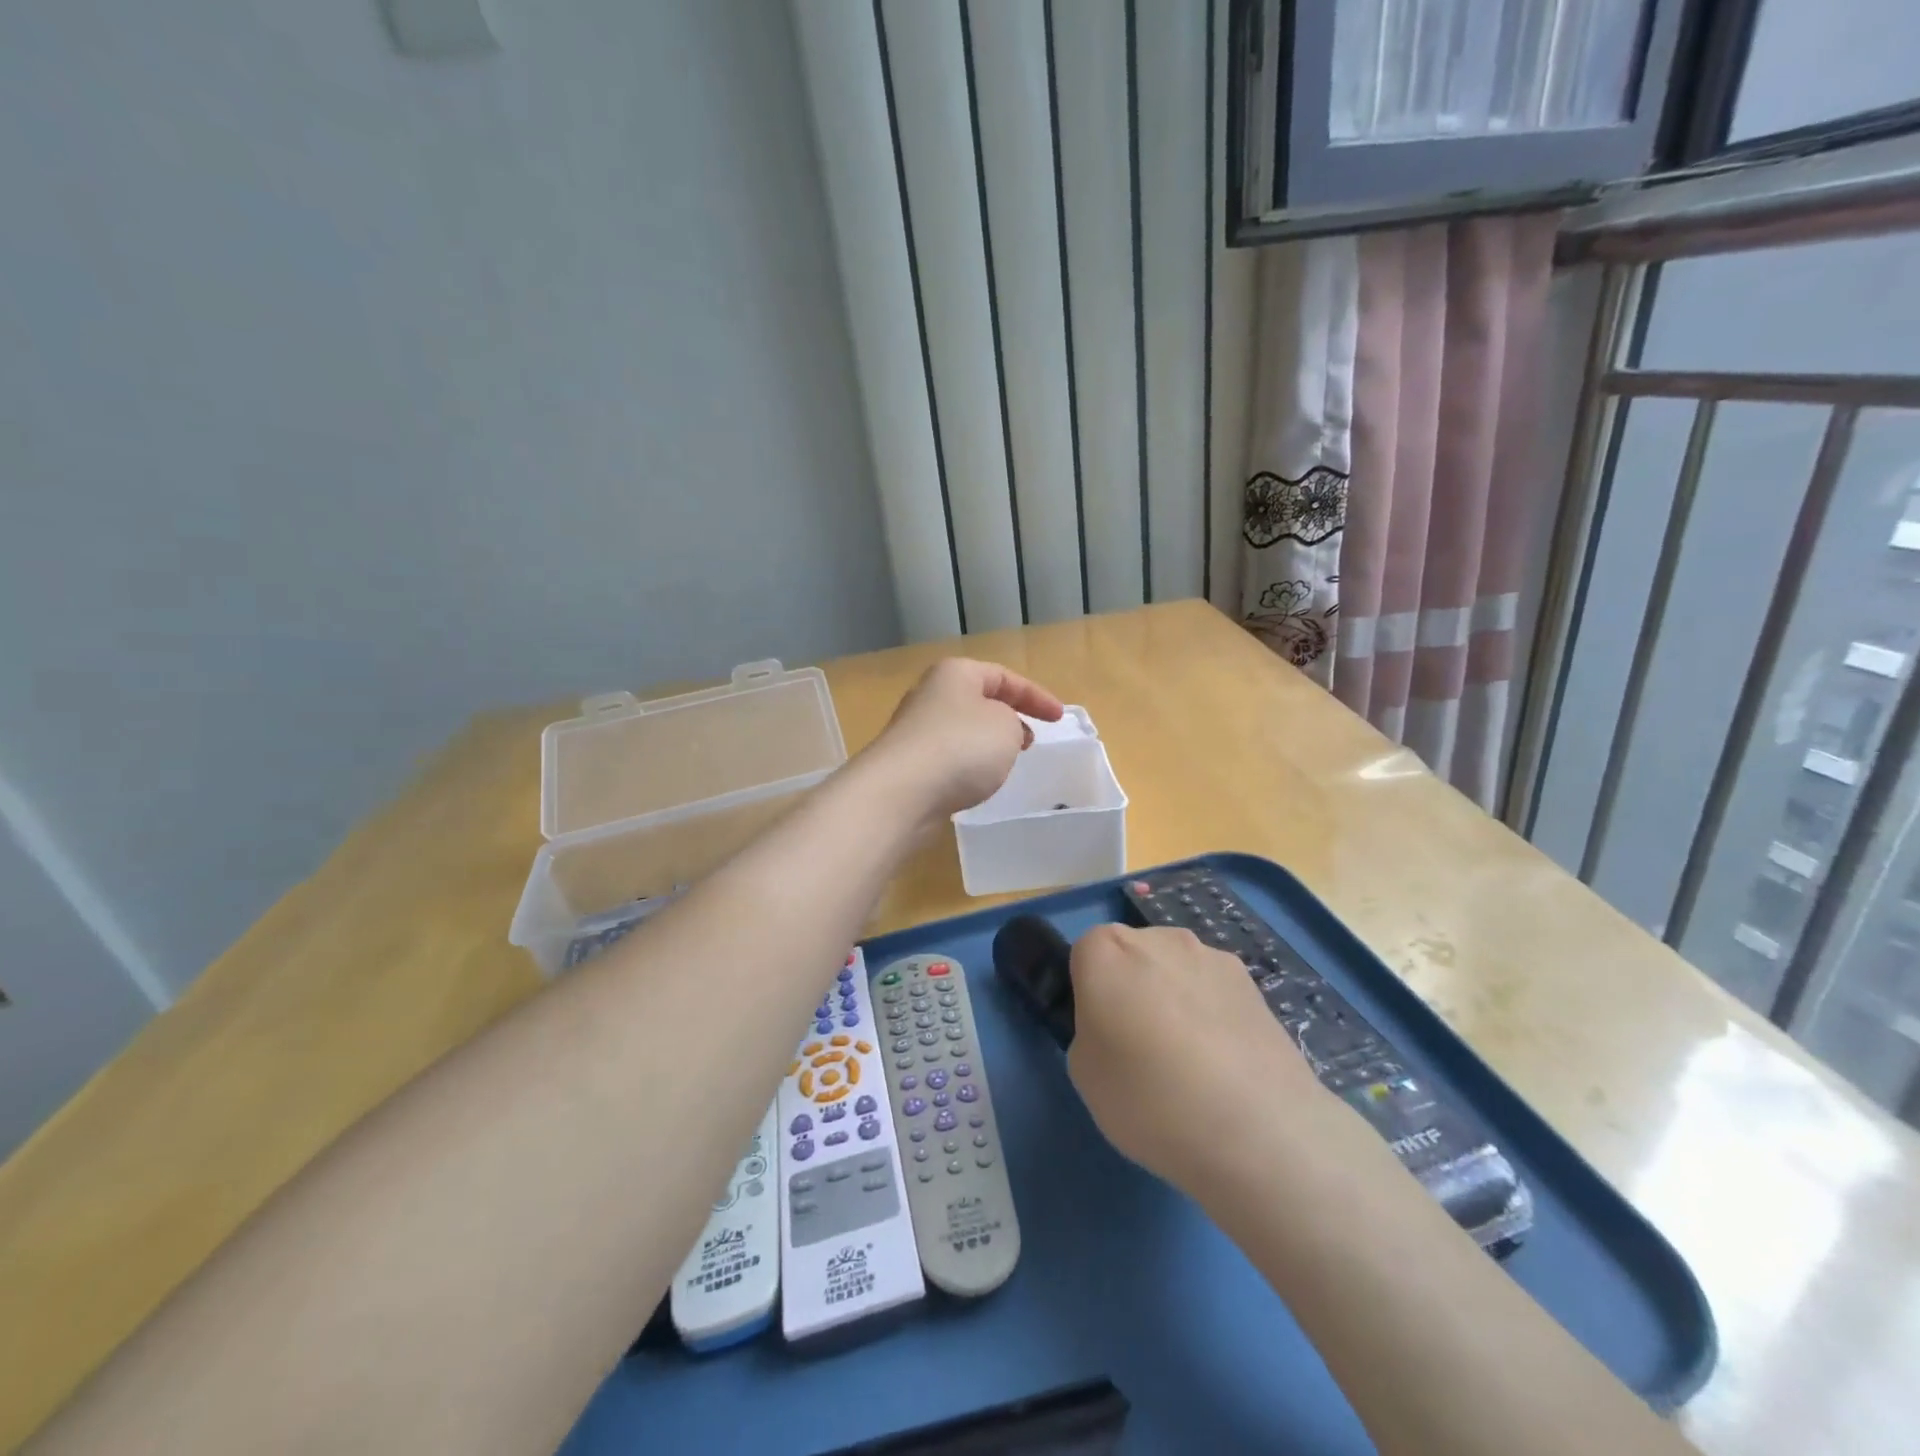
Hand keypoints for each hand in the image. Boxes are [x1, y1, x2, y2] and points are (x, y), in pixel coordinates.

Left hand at [863, 657, 1064, 817]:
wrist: (902, 792)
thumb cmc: (962, 747)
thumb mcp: (1007, 726)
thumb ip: (1013, 723)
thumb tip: (996, 731)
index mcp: (955, 674)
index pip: (1004, 676)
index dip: (1036, 696)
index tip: (1059, 719)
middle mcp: (931, 695)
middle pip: (979, 700)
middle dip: (1008, 717)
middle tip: (1030, 740)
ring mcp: (915, 730)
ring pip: (963, 730)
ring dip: (987, 743)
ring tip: (1006, 764)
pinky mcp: (908, 764)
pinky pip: (948, 758)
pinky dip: (967, 766)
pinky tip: (975, 784)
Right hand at [1066, 923, 1331, 1198]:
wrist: (1259, 1132)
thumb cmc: (1150, 1099)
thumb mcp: (1084, 1074)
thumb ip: (1090, 1030)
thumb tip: (1116, 1025)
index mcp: (1106, 950)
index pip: (1084, 954)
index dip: (1089, 992)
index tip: (1101, 1033)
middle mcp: (1158, 937)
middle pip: (1133, 955)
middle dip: (1132, 988)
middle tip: (1141, 1049)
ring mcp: (1210, 956)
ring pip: (1176, 970)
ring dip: (1175, 998)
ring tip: (1192, 1063)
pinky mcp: (1253, 983)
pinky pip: (1214, 991)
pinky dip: (1212, 1014)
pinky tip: (1225, 1065)